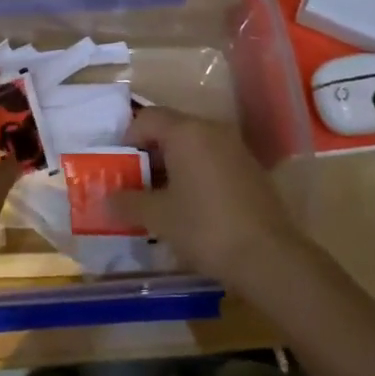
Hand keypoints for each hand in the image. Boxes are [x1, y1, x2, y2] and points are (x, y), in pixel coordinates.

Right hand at [107, 108, 300, 287]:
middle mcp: (212, 130)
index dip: (127, 139)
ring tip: (158, 198)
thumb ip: (128, 202)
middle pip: (171, 129)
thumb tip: (106, 198)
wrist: (268, 256)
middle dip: (148, 154)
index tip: (118, 168)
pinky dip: (195, 174)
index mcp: (186, 132)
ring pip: (193, 146)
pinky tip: (190, 206)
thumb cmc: (205, 228)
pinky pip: (213, 160)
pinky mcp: (251, 169)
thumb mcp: (158, 217)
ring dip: (172, 166)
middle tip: (133, 184)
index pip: (147, 118)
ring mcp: (236, 148)